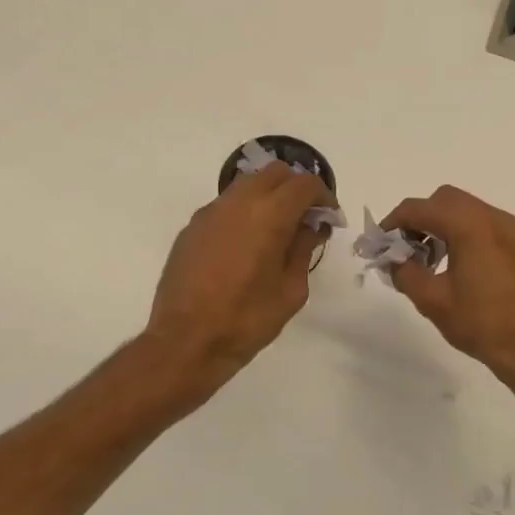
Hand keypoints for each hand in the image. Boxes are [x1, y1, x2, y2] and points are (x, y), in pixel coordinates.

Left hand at [146, 163, 331, 393]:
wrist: (185, 341)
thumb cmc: (246, 320)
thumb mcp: (290, 291)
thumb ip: (303, 250)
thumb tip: (310, 228)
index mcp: (268, 215)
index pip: (303, 184)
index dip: (323, 196)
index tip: (329, 218)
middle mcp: (237, 203)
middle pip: (274, 173)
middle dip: (296, 189)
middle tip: (306, 219)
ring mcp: (209, 213)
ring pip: (246, 185)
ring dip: (268, 196)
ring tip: (277, 230)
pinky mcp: (191, 228)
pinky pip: (225, 206)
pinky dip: (244, 212)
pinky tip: (247, 245)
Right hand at [382, 185, 514, 391]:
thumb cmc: (480, 323)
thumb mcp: (432, 300)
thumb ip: (405, 272)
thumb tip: (393, 260)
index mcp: (470, 226)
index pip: (420, 208)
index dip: (394, 222)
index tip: (380, 243)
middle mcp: (493, 218)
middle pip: (444, 200)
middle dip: (419, 219)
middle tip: (404, 249)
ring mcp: (510, 230)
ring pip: (465, 210)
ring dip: (440, 224)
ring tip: (427, 260)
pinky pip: (483, 224)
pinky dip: (462, 232)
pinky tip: (454, 265)